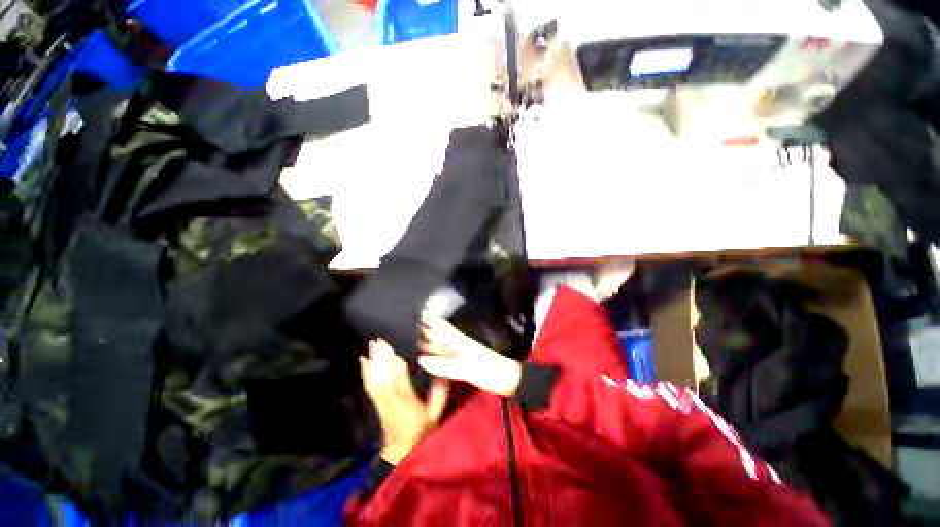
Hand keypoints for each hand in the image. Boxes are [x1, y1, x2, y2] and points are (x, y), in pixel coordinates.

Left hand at [360, 340, 448, 464]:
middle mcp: (392, 404)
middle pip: (384, 381)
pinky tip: (363, 360)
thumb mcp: (435, 414)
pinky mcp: (376, 403)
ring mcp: (381, 404)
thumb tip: (444, 374)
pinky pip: (368, 386)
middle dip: (381, 360)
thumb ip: (439, 395)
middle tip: (380, 341)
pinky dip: (365, 372)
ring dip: (373, 362)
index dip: (396, 370)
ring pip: (374, 381)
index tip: (396, 352)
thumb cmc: (422, 430)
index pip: (400, 386)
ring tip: (372, 344)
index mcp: (408, 407)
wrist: (402, 451)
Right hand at [419, 315, 521, 397]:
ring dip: (435, 338)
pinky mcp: (467, 362)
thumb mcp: (465, 368)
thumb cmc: (488, 371)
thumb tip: (422, 359)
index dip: (433, 320)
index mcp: (461, 342)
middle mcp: (461, 345)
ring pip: (446, 342)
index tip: (422, 312)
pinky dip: (441, 352)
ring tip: (421, 335)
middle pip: (443, 334)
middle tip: (416, 323)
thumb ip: (444, 365)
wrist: (509, 379)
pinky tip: (437, 354)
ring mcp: (465, 353)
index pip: (444, 328)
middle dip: (431, 327)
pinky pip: (449, 353)